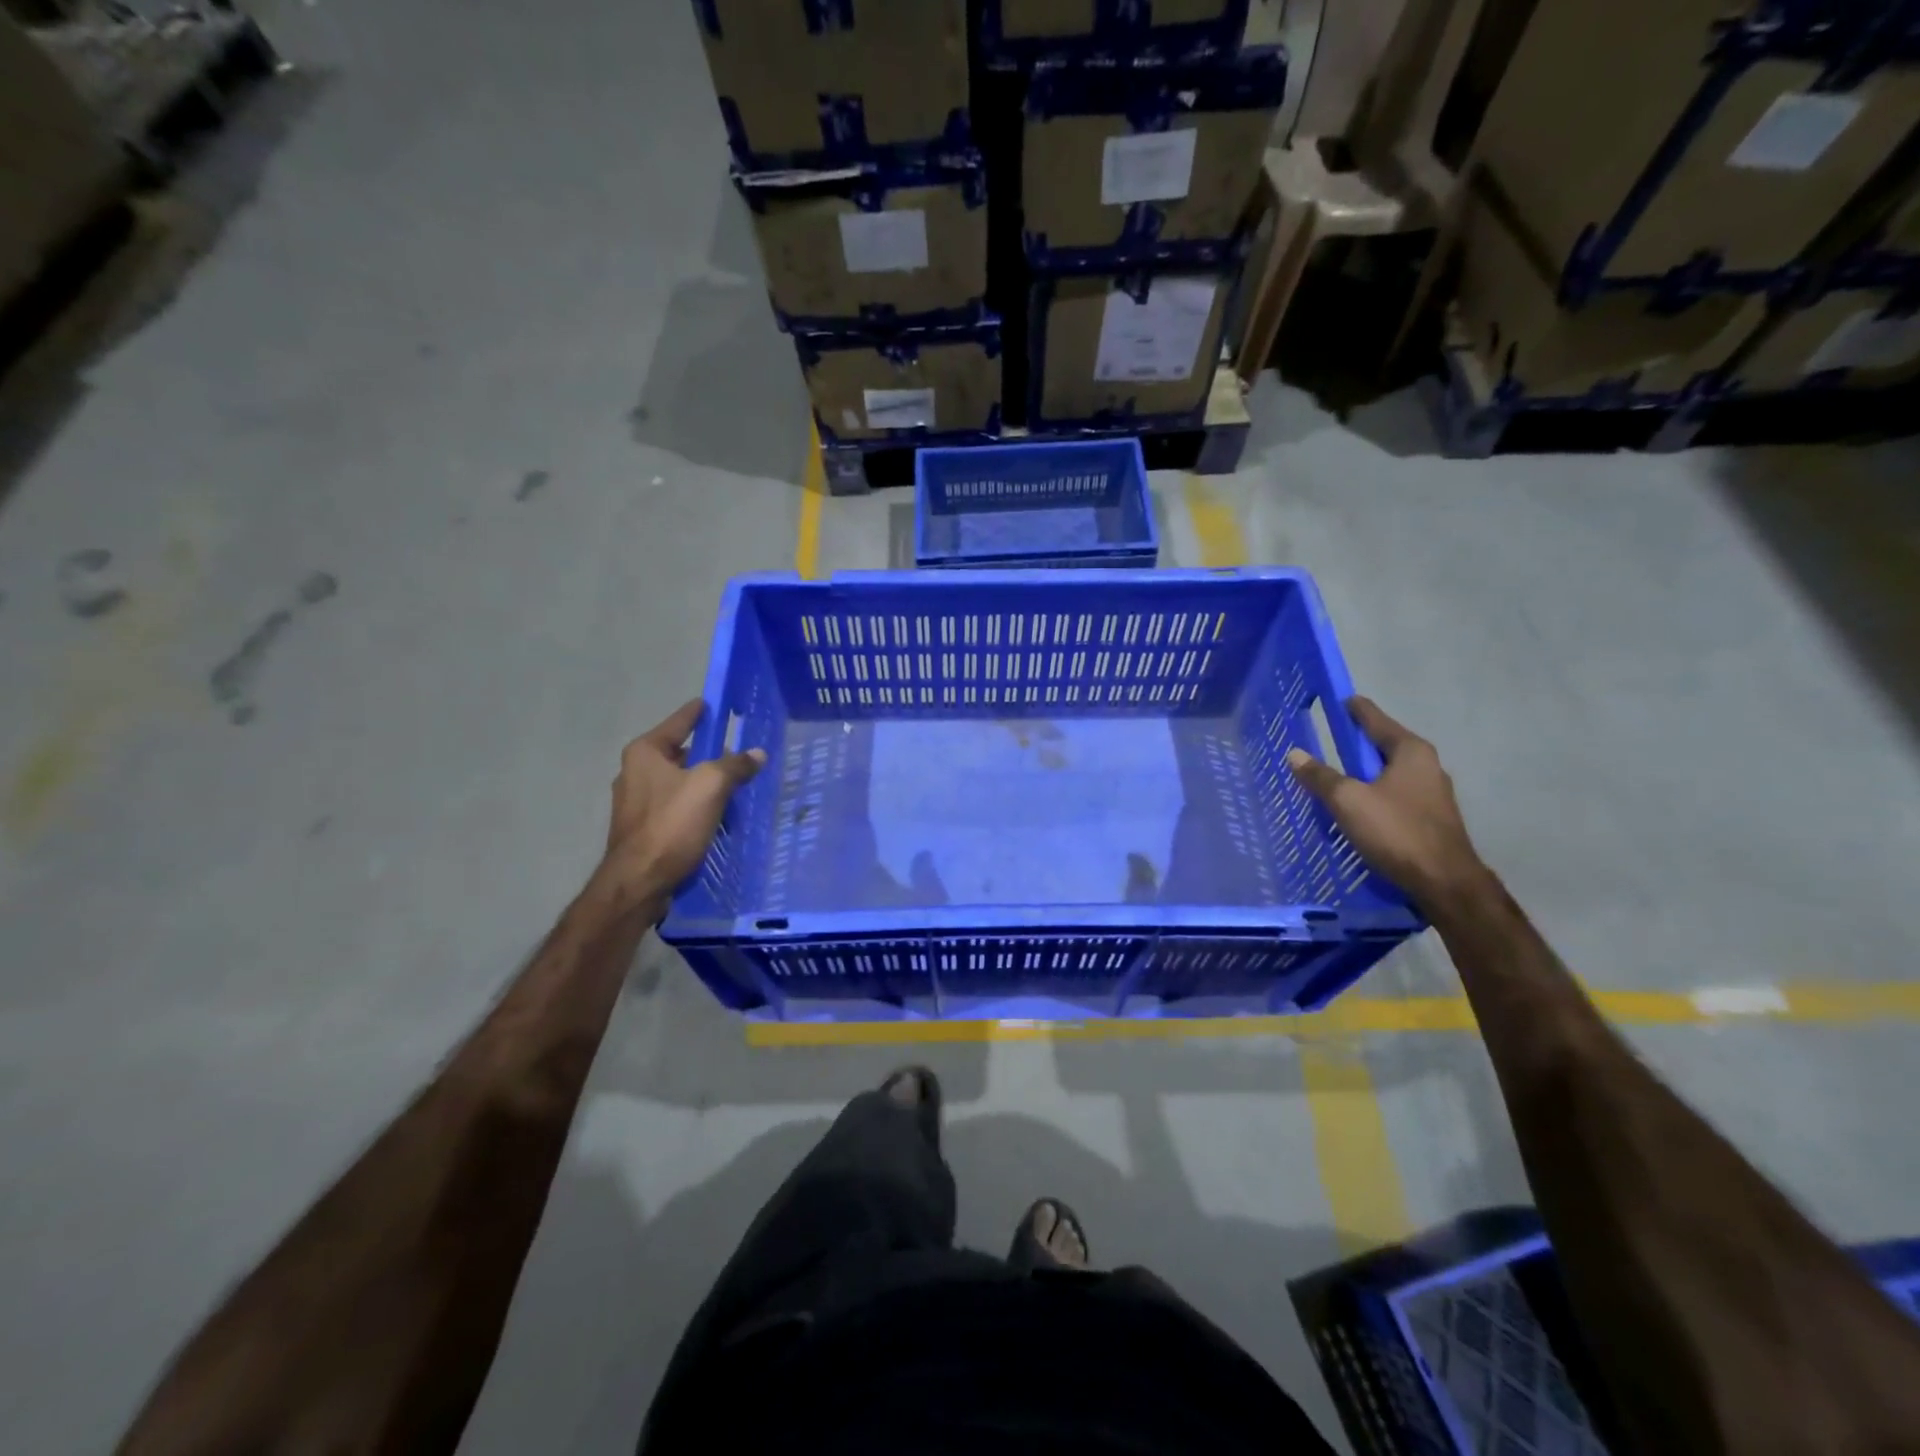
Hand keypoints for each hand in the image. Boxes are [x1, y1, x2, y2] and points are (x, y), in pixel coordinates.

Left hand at [596, 700, 764, 915]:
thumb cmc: (671, 824)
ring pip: (680, 782)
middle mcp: (635, 772)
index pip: (680, 722)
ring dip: (705, 784)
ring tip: (735, 788)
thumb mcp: (711, 786)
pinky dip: (696, 807)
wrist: (639, 882)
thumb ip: (735, 765)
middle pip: (680, 753)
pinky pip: (676, 807)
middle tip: (740, 754)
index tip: (716, 703)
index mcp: (645, 752)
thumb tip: (757, 754)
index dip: (700, 712)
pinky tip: (717, 817)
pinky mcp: (642, 828)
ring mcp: (636, 802)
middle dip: (709, 754)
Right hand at [1286, 696, 1488, 911]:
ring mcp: (1432, 794)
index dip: (1355, 709)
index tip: (1340, 698)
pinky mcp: (1431, 819)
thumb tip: (1295, 754)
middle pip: (1384, 746)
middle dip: (1358, 744)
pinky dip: (1374, 794)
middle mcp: (1427, 766)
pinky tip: (1358, 807)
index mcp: (1410, 751)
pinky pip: (1394, 796)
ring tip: (1338, 776)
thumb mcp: (1348, 801)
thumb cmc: (1396, 831)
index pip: (1376, 720)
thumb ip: (1321, 776)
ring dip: (1365, 773)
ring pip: (1389, 774)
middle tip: (1329, 740)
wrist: (1444, 882)